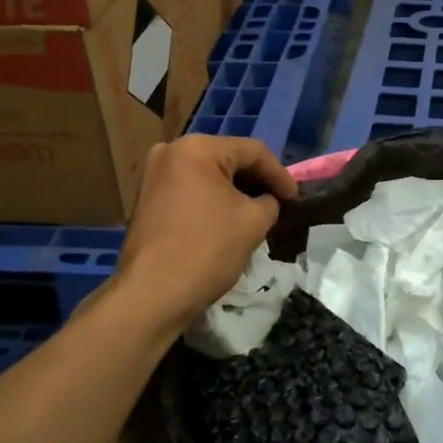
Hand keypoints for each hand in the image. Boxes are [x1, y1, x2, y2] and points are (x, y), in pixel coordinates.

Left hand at [116, 135, 297, 324]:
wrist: (152, 294)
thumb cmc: (208, 249)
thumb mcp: (254, 221)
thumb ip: (269, 202)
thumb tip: (266, 201)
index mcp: (197, 148)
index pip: (253, 152)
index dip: (280, 174)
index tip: (296, 198)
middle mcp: (171, 152)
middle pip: (227, 159)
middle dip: (256, 181)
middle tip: (279, 203)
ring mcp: (153, 176)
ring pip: (207, 176)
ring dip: (234, 192)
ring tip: (257, 212)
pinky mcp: (146, 200)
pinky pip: (190, 191)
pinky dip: (212, 201)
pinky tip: (228, 219)